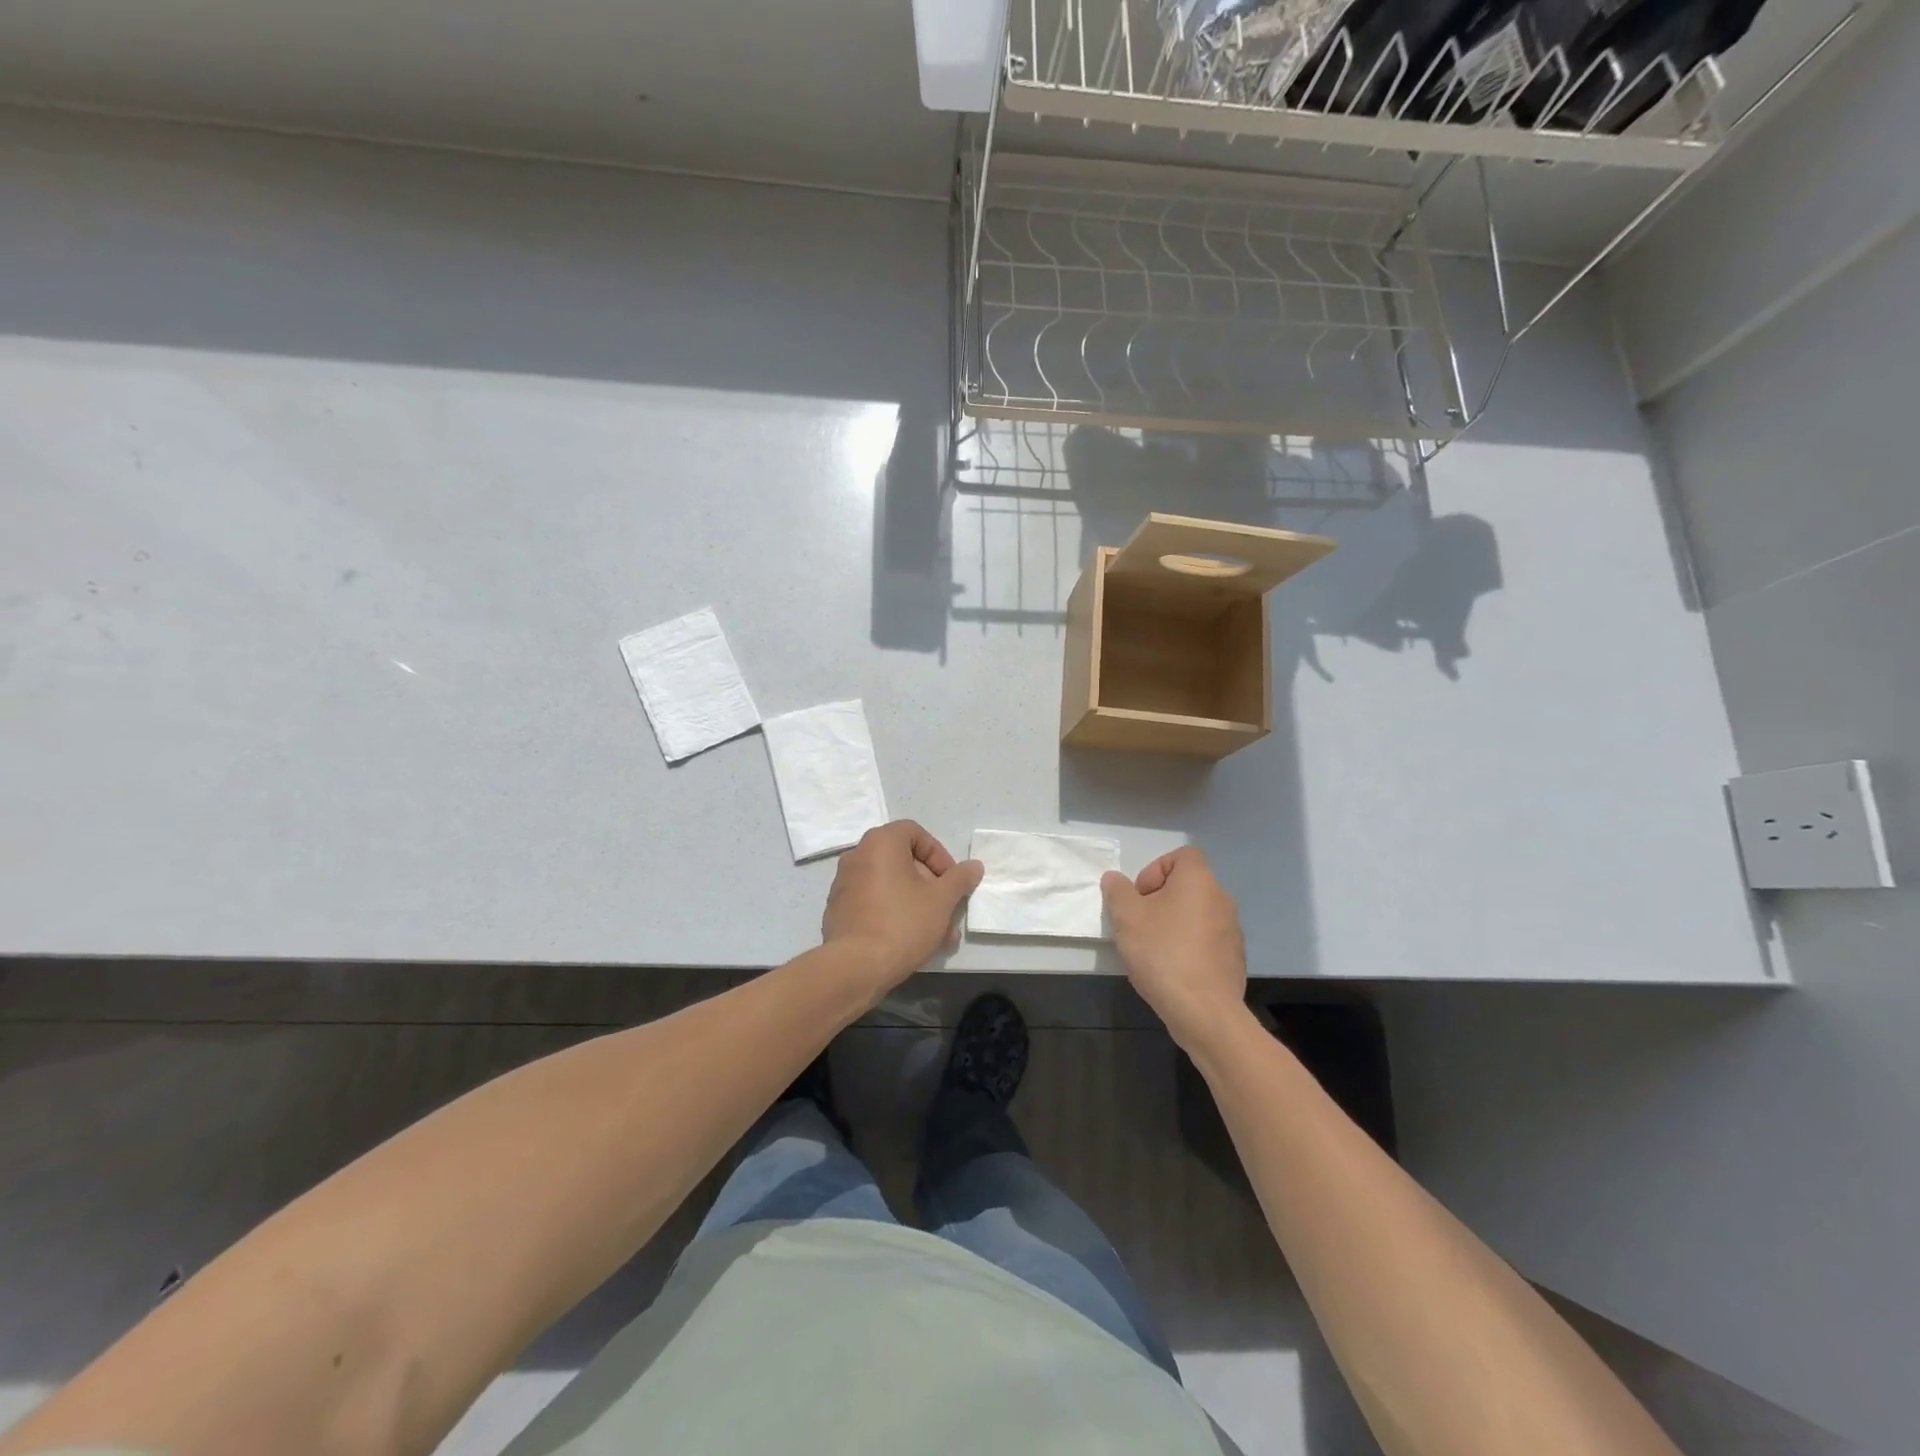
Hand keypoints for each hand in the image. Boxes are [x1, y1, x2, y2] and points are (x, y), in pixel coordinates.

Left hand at [822, 821, 983, 998]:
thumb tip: (974, 866)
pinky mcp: (839, 910)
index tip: (951, 881)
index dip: (939, 854)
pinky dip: (894, 913)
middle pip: (903, 861)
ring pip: (891, 885)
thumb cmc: (903, 923)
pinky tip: (912, 941)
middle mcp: (858, 855)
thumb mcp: (942, 900)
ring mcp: (844, 884)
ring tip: (938, 934)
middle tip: (948, 910)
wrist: (855, 967)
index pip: (916, 833)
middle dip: (931, 885)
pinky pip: (874, 902)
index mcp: (880, 843)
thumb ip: (960, 879)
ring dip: (917, 903)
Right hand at [1102, 847, 1247, 1049]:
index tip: (1140, 897)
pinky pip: (1205, 941)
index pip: (1182, 856)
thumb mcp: (1126, 917)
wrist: (1204, 1011)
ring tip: (1152, 951)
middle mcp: (1221, 899)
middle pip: (1187, 886)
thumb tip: (1115, 879)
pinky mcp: (1234, 958)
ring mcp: (1232, 930)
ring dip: (1173, 924)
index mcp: (1199, 881)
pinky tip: (1171, 971)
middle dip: (1159, 900)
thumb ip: (1117, 891)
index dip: (1156, 869)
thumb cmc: (1163, 953)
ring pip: (1195, 914)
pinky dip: (1188, 947)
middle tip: (1139, 924)